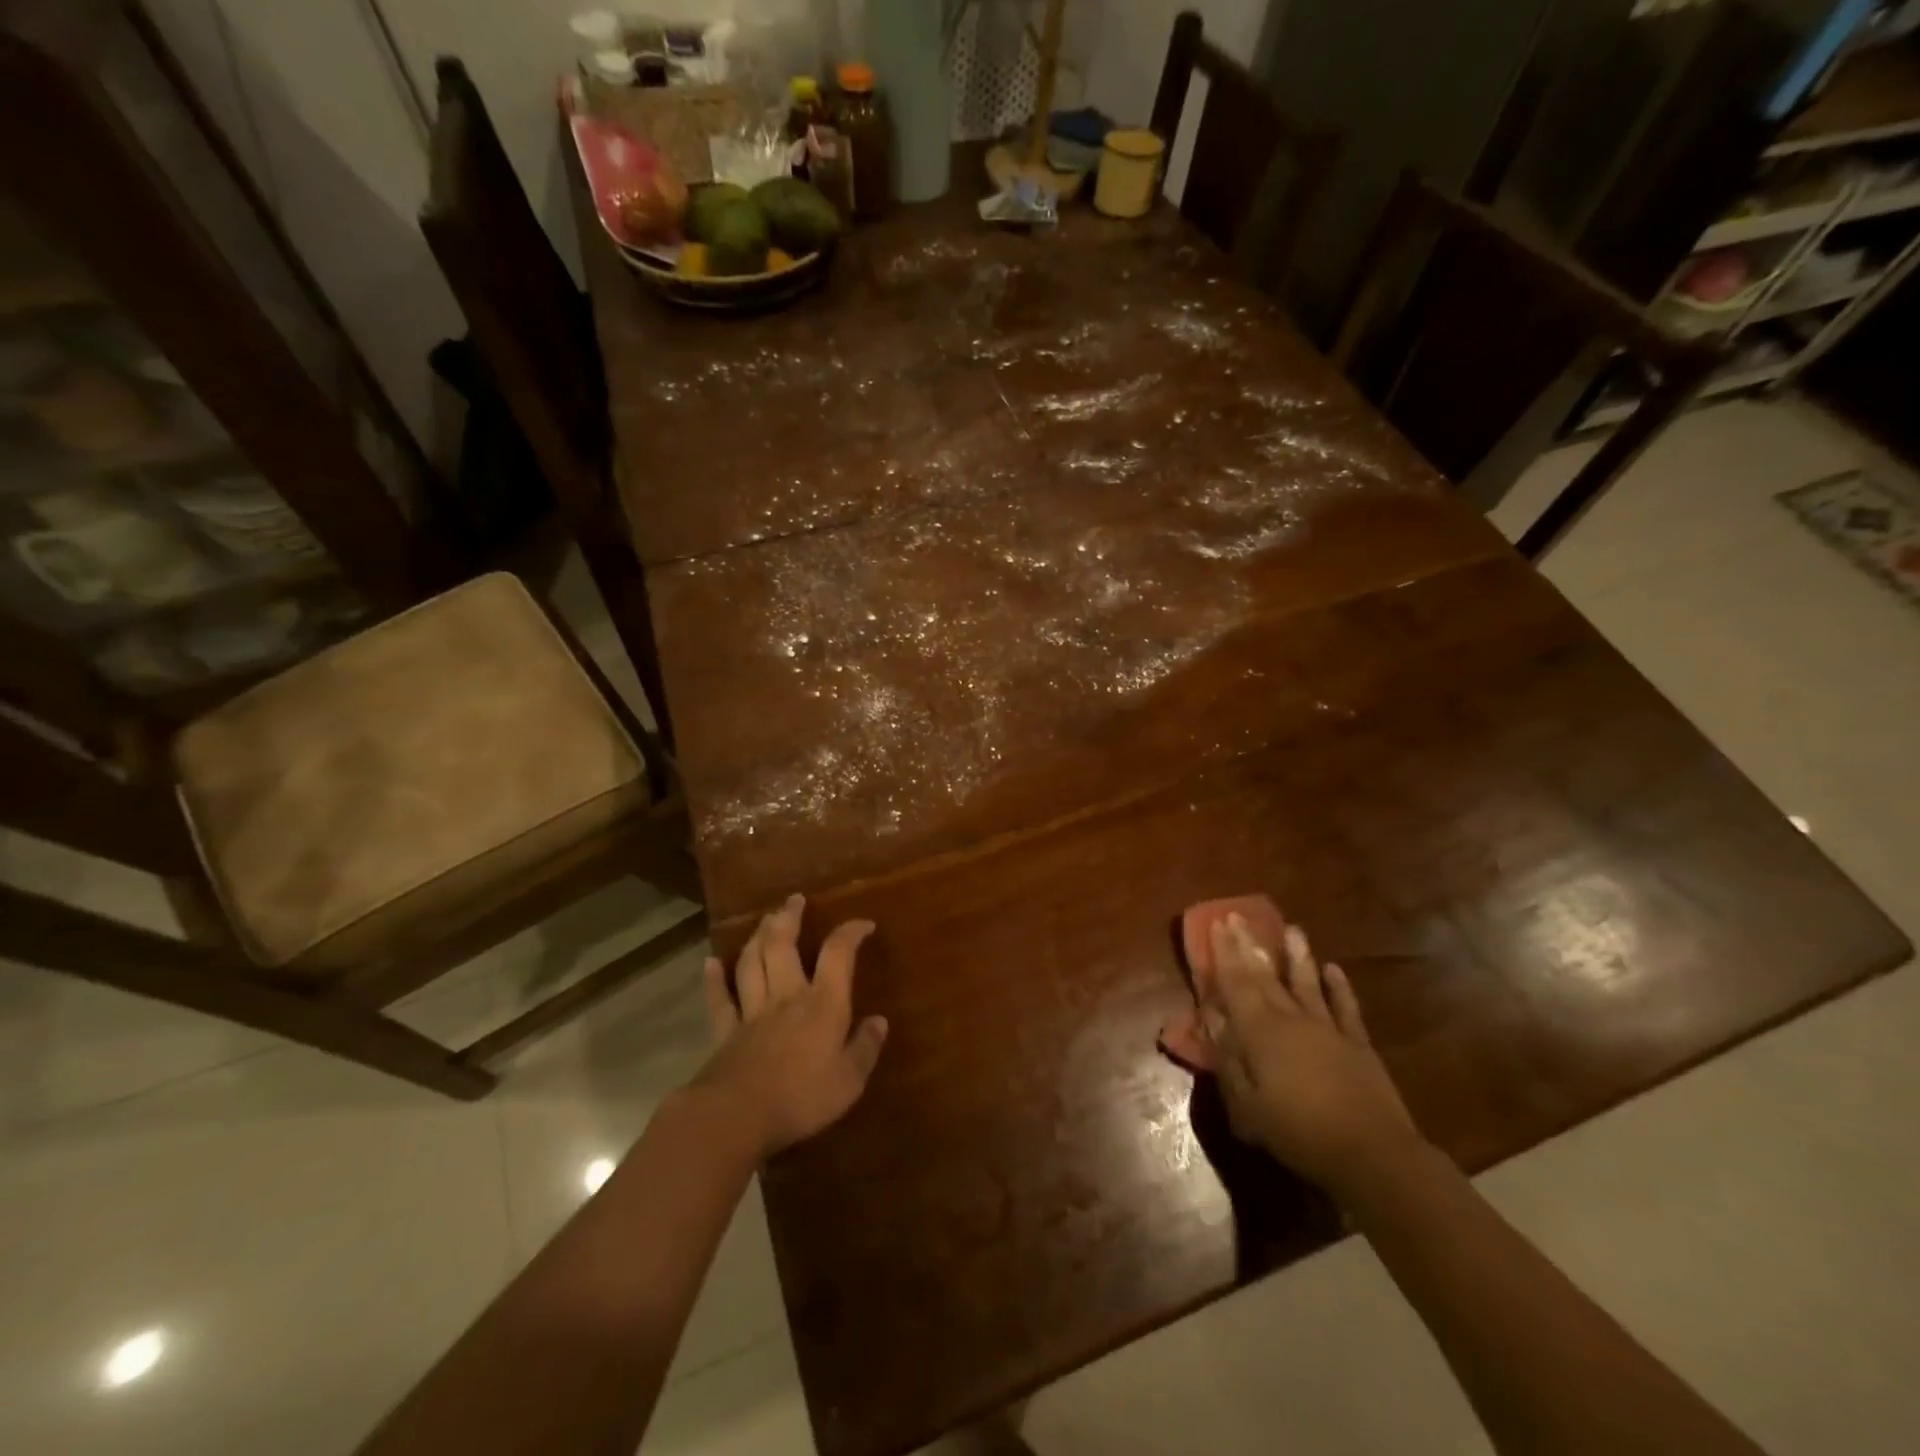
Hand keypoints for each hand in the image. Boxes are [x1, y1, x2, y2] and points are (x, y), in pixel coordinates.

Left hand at [693, 894, 888, 1160]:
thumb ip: (865, 1048)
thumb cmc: (801, 1098)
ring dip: (758, 937)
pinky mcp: (726, 1033)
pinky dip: (714, 980)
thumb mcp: (849, 1080)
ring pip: (752, 963)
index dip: (851, 933)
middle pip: (784, 945)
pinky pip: (719, 1000)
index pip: (838, 954)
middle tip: (794, 900)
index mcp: (822, 1003)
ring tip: (765, 919)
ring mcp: (752, 1012)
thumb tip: (879, 1021)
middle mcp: (787, 996)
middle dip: (790, 918)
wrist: (737, 1116)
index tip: (863, 924)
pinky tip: (711, 962)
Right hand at [1203, 910, 1422, 1193]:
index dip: (1224, 952)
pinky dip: (1339, 987)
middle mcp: (1291, 1019)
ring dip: (1297, 954)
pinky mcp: (1358, 1043)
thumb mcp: (1246, 1105)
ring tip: (1292, 927)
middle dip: (1250, 944)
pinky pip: (1346, 1007)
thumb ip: (1227, 1058)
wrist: (1372, 1154)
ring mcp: (1328, 1028)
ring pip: (1307, 982)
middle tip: (1239, 914)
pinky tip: (1334, 969)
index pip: (1236, 983)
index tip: (1218, 922)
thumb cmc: (1298, 1133)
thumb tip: (1211, 1018)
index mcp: (1260, 1032)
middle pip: (1265, 975)